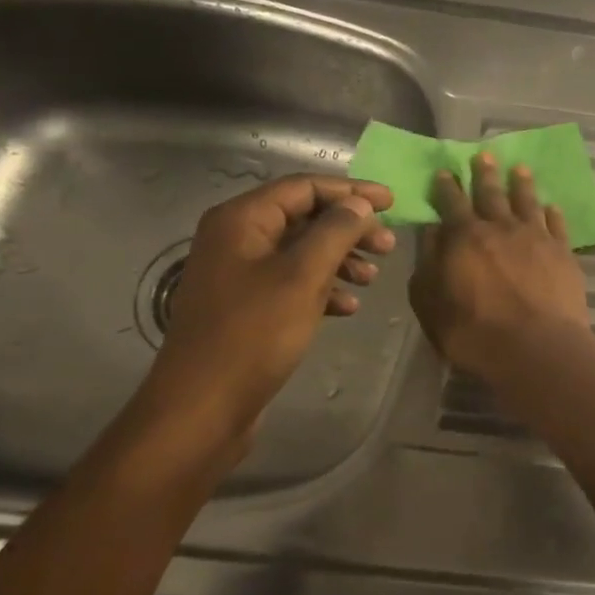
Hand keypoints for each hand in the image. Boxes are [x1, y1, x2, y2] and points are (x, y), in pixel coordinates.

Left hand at [131, 174, 395, 447]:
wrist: (203, 406)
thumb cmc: (253, 334)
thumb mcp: (302, 277)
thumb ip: (335, 232)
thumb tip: (359, 204)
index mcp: (241, 220)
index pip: (303, 187)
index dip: (351, 192)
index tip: (392, 202)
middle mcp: (236, 238)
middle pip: (303, 218)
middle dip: (349, 229)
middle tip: (388, 247)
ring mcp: (238, 274)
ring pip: (300, 252)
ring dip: (340, 260)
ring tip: (373, 278)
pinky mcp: (246, 306)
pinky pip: (291, 283)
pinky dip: (322, 288)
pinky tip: (348, 307)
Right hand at [409, 152, 592, 380]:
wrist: (537, 347)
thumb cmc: (474, 332)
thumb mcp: (431, 303)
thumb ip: (428, 264)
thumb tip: (432, 232)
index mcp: (464, 237)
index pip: (452, 203)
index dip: (447, 186)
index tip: (446, 171)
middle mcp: (501, 228)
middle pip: (492, 194)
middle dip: (485, 173)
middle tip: (485, 155)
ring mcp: (536, 237)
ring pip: (527, 202)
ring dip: (522, 184)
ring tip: (520, 169)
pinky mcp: (563, 253)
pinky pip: (557, 225)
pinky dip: (553, 213)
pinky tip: (552, 206)